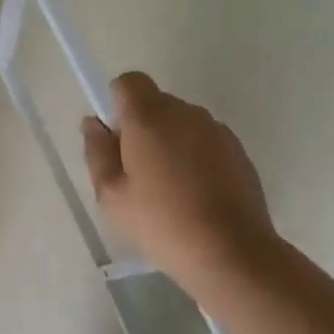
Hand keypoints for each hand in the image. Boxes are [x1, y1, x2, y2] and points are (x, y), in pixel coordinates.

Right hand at [82, 73, 277, 279]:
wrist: (232, 252)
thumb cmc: (161, 223)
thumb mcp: (111, 195)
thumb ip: (97, 152)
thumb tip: (94, 124)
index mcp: (148, 117)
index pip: (128, 81)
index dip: (117, 103)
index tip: (116, 139)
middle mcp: (185, 113)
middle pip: (155, 102)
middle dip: (142, 126)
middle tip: (136, 171)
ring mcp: (216, 130)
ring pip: (181, 122)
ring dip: (170, 141)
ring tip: (169, 188)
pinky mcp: (239, 151)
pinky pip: (205, 140)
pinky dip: (195, 156)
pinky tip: (196, 195)